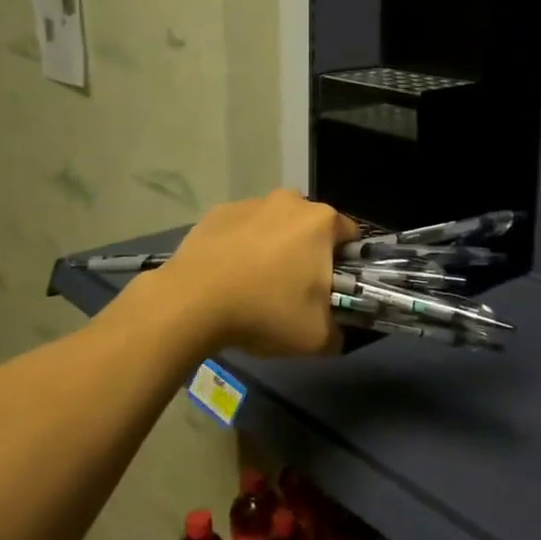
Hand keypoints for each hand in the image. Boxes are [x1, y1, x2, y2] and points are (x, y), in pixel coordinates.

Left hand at [157, 189, 355, 356]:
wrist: (190, 302)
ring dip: (273, 247)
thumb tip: (336, 333)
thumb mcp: (317, 338)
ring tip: (256, 285)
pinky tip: (229, 277)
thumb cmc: (265, 311)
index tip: (332, 288)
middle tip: (295, 290)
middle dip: (308, 252)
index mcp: (321, 222)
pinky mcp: (217, 213)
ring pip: (274, 225)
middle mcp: (289, 201)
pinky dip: (241, 247)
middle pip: (310, 227)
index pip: (350, 235)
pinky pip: (241, 229)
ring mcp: (250, 203)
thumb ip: (338, 333)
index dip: (346, 263)